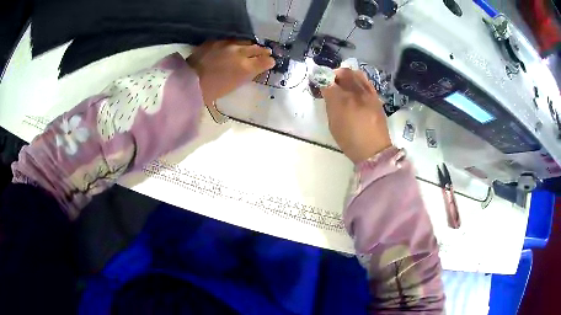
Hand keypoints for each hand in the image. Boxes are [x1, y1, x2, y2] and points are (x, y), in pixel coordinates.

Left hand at [187, 40, 274, 105]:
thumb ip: (247, 75)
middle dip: (262, 51)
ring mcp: (226, 44)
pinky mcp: (215, 41)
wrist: (188, 82)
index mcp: (245, 67)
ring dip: (249, 46)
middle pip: (256, 48)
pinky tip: (232, 48)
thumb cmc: (212, 91)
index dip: (269, 61)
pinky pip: (229, 41)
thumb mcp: (234, 86)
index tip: (270, 62)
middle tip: (265, 53)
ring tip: (250, 48)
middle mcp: (239, 52)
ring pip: (244, 42)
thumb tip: (254, 69)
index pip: (265, 61)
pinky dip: (234, 45)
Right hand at [321, 68, 391, 163]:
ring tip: (343, 82)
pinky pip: (365, 81)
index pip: (327, 81)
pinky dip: (357, 79)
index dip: (320, 79)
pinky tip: (355, 87)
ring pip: (355, 73)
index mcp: (341, 101)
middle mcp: (355, 93)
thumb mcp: (333, 124)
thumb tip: (328, 92)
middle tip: (330, 81)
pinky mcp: (376, 96)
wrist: (374, 150)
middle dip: (333, 74)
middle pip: (343, 72)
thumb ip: (330, 105)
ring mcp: (368, 93)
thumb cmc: (350, 141)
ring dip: (346, 74)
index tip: (318, 82)